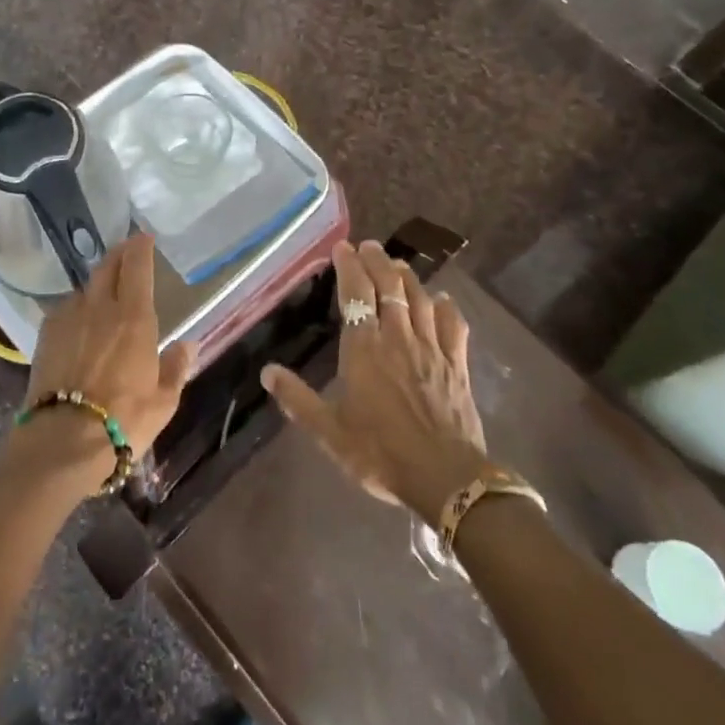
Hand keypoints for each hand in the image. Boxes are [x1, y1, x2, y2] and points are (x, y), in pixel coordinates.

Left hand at [16, 233, 194, 494]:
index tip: (144, 238)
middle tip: (126, 252)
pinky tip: (79, 323)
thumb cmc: (123, 421)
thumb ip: (176, 368)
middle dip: (118, 254)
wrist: (61, 441)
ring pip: (84, 288)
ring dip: (96, 284)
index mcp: (134, 317)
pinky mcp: (45, 335)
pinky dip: (76, 308)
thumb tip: (187, 346)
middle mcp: (99, 307)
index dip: (140, 247)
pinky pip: (65, 309)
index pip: (136, 266)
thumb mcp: (163, 402)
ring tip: (103, 293)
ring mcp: (68, 318)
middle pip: (107, 266)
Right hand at [261, 240, 487, 523]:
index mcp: (364, 349)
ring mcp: (431, 348)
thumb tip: (267, 371)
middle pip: (389, 287)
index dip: (348, 267)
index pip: (355, 294)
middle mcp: (397, 338)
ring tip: (397, 263)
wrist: (445, 478)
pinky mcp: (457, 365)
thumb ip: (297, 399)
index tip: (342, 247)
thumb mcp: (329, 431)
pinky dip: (447, 308)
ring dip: (407, 277)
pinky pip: (453, 326)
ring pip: (420, 299)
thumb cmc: (380, 453)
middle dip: (377, 261)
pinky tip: (443, 300)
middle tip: (368, 245)